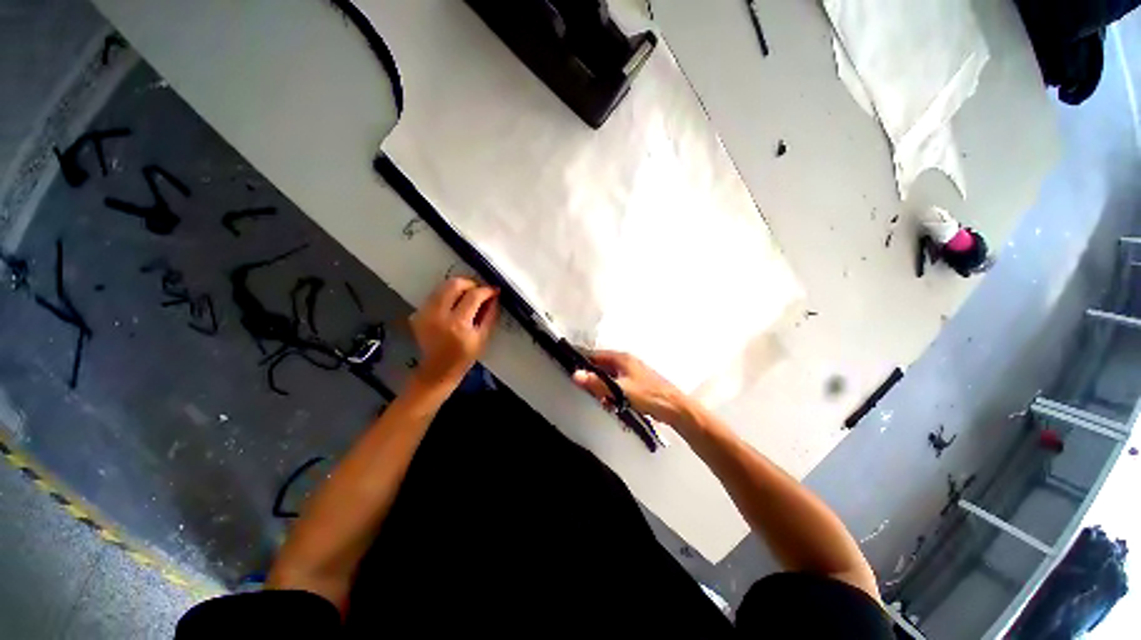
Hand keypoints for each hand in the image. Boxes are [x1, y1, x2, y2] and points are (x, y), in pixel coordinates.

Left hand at [409, 277, 499, 389]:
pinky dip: (447, 295)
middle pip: (454, 284)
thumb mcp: (483, 337)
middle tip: (479, 290)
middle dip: (470, 283)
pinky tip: (454, 305)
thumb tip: (494, 296)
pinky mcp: (417, 313)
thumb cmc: (464, 357)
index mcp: (458, 324)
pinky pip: (434, 295)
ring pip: (442, 286)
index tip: (494, 290)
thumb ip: (490, 315)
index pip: (473, 296)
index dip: (486, 290)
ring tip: (468, 295)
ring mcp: (425, 313)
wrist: (438, 370)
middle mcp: (439, 315)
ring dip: (458, 287)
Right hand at [572, 351, 689, 426]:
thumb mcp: (620, 390)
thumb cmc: (648, 396)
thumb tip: (575, 375)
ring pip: (610, 376)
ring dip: (603, 388)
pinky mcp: (637, 382)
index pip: (595, 355)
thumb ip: (598, 383)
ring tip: (603, 401)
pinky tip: (613, 404)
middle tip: (588, 391)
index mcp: (622, 358)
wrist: (675, 408)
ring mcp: (632, 372)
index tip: (570, 369)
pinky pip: (618, 384)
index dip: (582, 361)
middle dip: (593, 378)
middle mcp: (626, 361)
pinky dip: (613, 393)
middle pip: (602, 366)